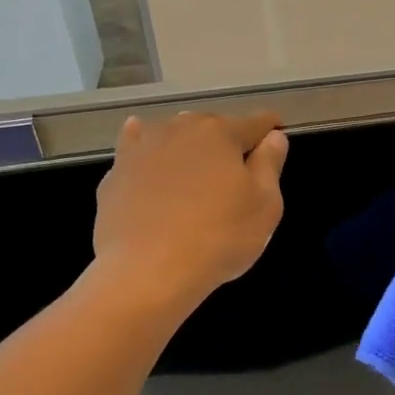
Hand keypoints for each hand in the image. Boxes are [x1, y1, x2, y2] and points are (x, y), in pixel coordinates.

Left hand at [93, 110, 288, 311]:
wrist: (147, 270)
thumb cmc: (218, 238)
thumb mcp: (265, 206)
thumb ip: (270, 165)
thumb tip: (273, 138)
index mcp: (222, 134)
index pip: (255, 123)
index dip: (271, 128)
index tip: (278, 133)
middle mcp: (181, 129)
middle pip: (212, 126)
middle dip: (228, 139)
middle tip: (237, 167)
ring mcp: (144, 148)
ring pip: (174, 134)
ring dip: (189, 143)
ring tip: (196, 165)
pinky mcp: (117, 172)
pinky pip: (135, 147)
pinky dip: (143, 144)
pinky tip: (144, 146)